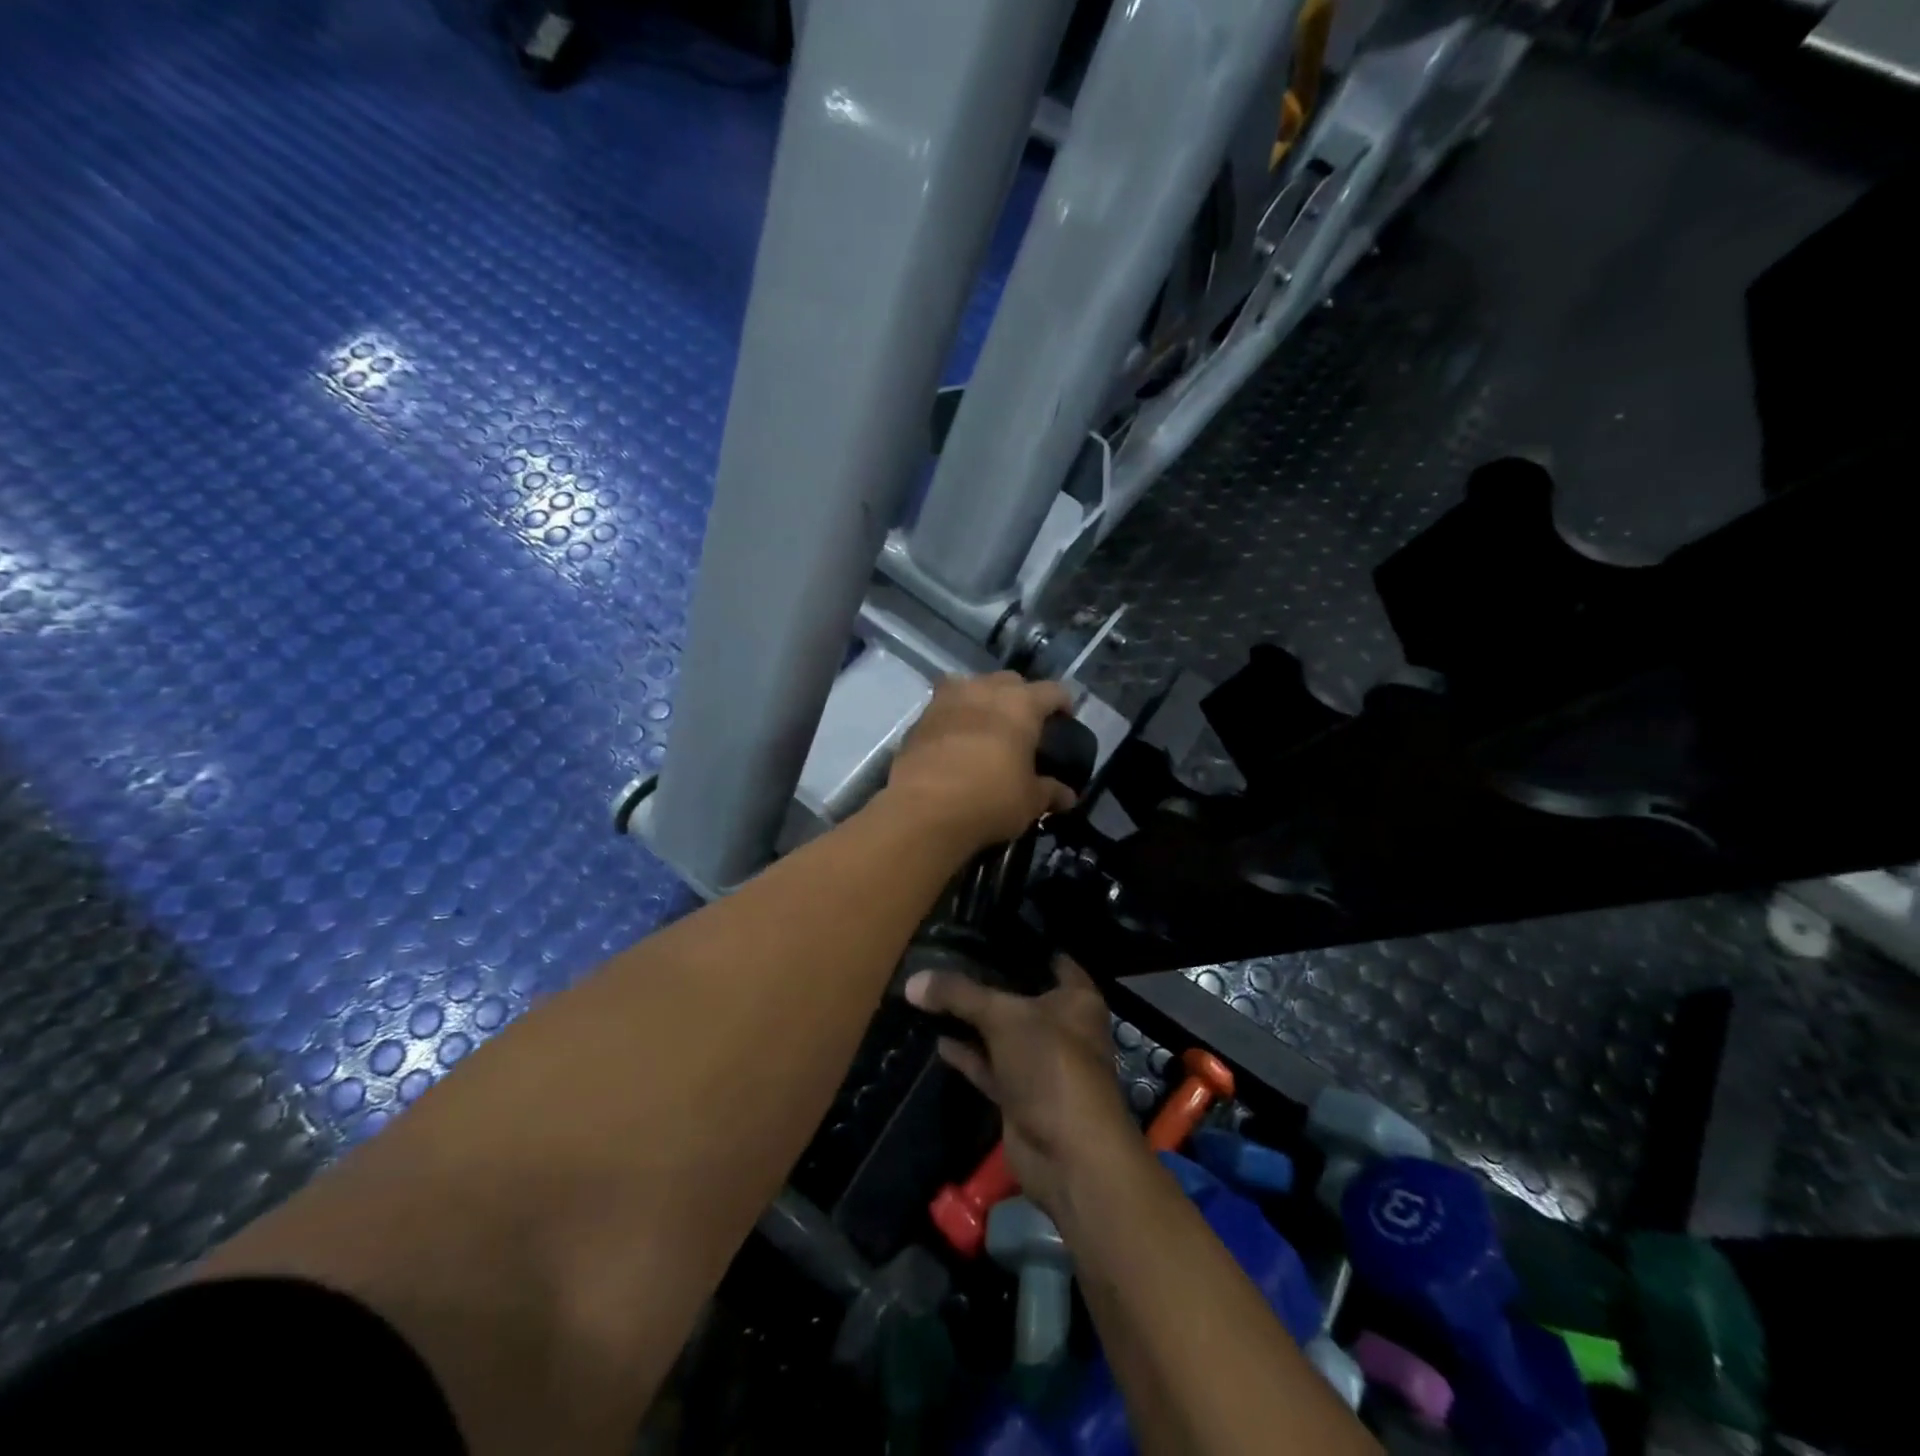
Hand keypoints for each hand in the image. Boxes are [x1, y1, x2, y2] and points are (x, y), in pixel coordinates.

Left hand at [884, 672, 1075, 853]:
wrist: (924, 809)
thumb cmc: (990, 798)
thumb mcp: (1030, 801)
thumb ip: (1050, 792)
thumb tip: (1067, 796)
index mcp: (1020, 704)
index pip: (1053, 691)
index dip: (1063, 703)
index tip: (1066, 720)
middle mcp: (984, 691)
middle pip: (1010, 681)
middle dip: (1020, 697)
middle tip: (1024, 725)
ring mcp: (947, 700)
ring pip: (972, 686)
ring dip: (982, 700)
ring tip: (987, 726)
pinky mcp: (919, 719)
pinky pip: (944, 708)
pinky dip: (954, 718)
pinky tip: (955, 741)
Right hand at [904, 957, 1142, 1223]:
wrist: (1068, 1154)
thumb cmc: (1052, 1065)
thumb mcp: (1004, 1017)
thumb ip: (959, 995)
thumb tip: (912, 982)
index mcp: (1077, 999)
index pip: (1049, 959)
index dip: (1021, 945)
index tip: (984, 929)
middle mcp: (1062, 1027)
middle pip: (1020, 996)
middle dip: (987, 982)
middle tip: (946, 957)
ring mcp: (1040, 1063)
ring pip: (1001, 1032)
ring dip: (972, 1020)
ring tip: (933, 992)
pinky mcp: (1020, 1095)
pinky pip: (989, 1066)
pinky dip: (967, 1055)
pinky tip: (937, 1038)